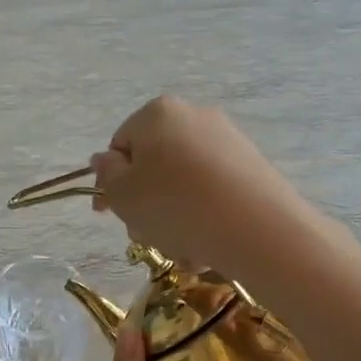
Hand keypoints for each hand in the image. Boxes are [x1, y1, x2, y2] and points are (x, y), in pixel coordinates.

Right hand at [89, 97, 315, 279]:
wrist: (256, 227)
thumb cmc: (174, 206)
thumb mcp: (123, 194)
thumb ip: (106, 174)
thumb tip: (104, 159)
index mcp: (157, 113)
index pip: (120, 145)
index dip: (110, 182)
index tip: (108, 213)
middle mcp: (194, 116)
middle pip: (154, 165)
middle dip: (145, 203)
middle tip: (145, 235)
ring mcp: (227, 140)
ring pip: (183, 185)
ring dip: (173, 218)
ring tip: (180, 247)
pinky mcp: (251, 167)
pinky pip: (213, 193)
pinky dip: (203, 217)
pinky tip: (205, 246)